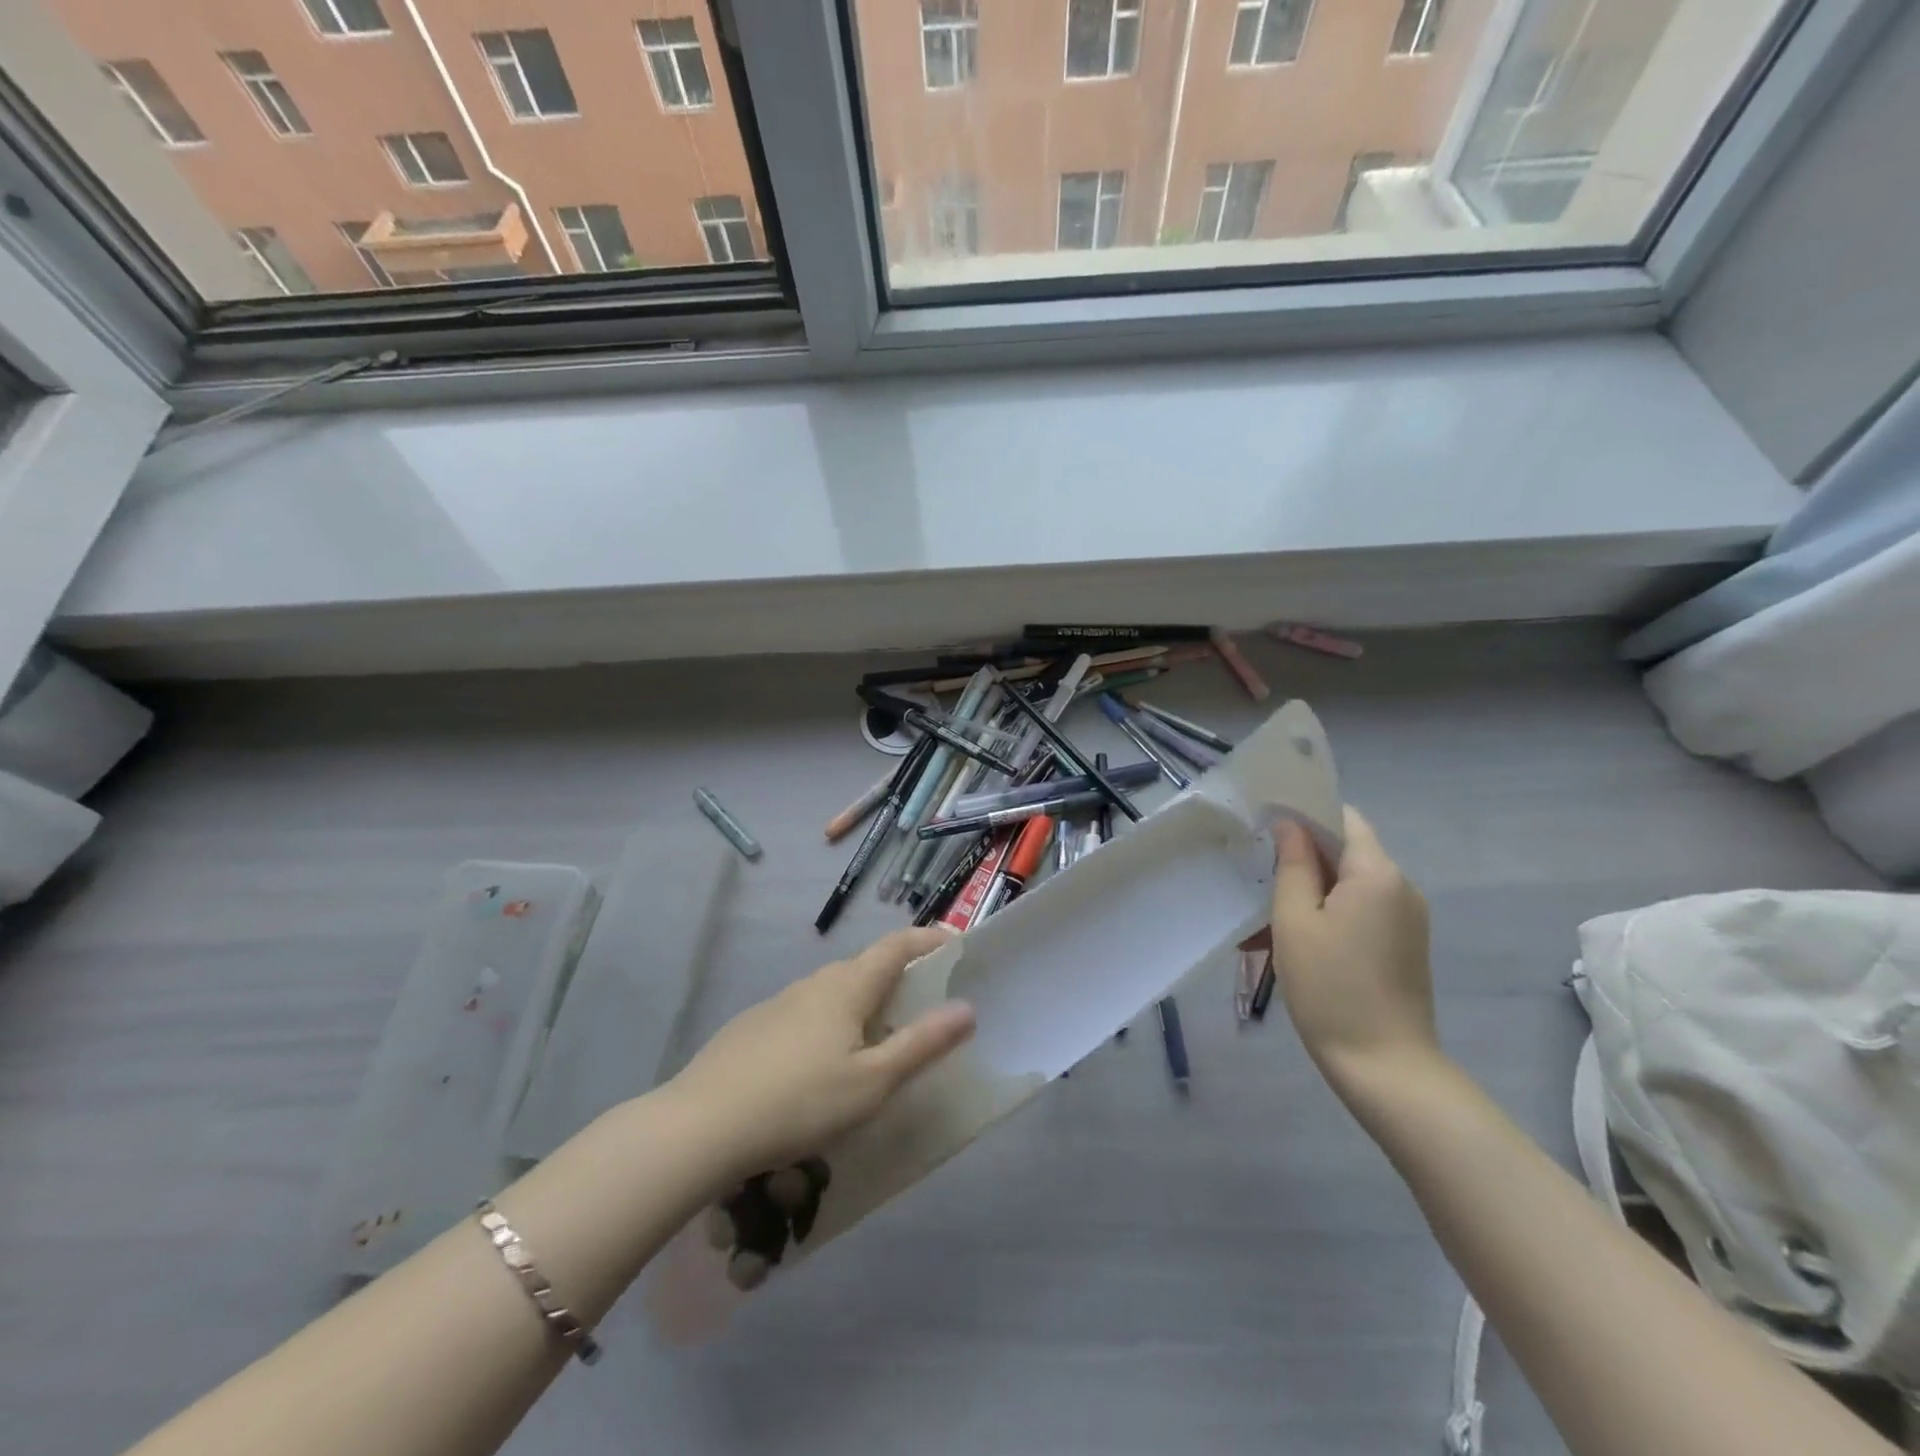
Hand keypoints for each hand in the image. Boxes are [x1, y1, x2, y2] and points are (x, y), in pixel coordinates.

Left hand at [667, 927, 975, 1186]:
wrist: (700, 1126)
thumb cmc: (799, 1102)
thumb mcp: (872, 1082)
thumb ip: (921, 1044)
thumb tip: (967, 1008)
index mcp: (847, 986)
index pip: (896, 945)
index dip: (928, 938)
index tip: (956, 945)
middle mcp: (813, 983)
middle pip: (865, 967)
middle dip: (899, 977)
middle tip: (923, 1007)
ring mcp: (778, 1003)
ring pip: (832, 992)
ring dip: (862, 1005)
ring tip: (876, 1043)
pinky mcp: (753, 1027)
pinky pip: (805, 1014)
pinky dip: (829, 1024)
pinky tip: (821, 1067)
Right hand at [1261, 807, 1439, 1087]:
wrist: (1385, 1066)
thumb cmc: (1330, 986)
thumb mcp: (1295, 920)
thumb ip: (1292, 865)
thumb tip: (1290, 825)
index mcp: (1377, 873)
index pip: (1343, 818)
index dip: (1305, 815)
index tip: (1267, 826)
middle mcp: (1401, 886)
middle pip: (1347, 852)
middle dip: (1302, 859)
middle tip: (1258, 877)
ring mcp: (1407, 918)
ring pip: (1350, 885)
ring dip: (1311, 892)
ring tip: (1268, 922)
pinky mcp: (1405, 944)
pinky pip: (1362, 911)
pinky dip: (1329, 914)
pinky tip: (1298, 943)